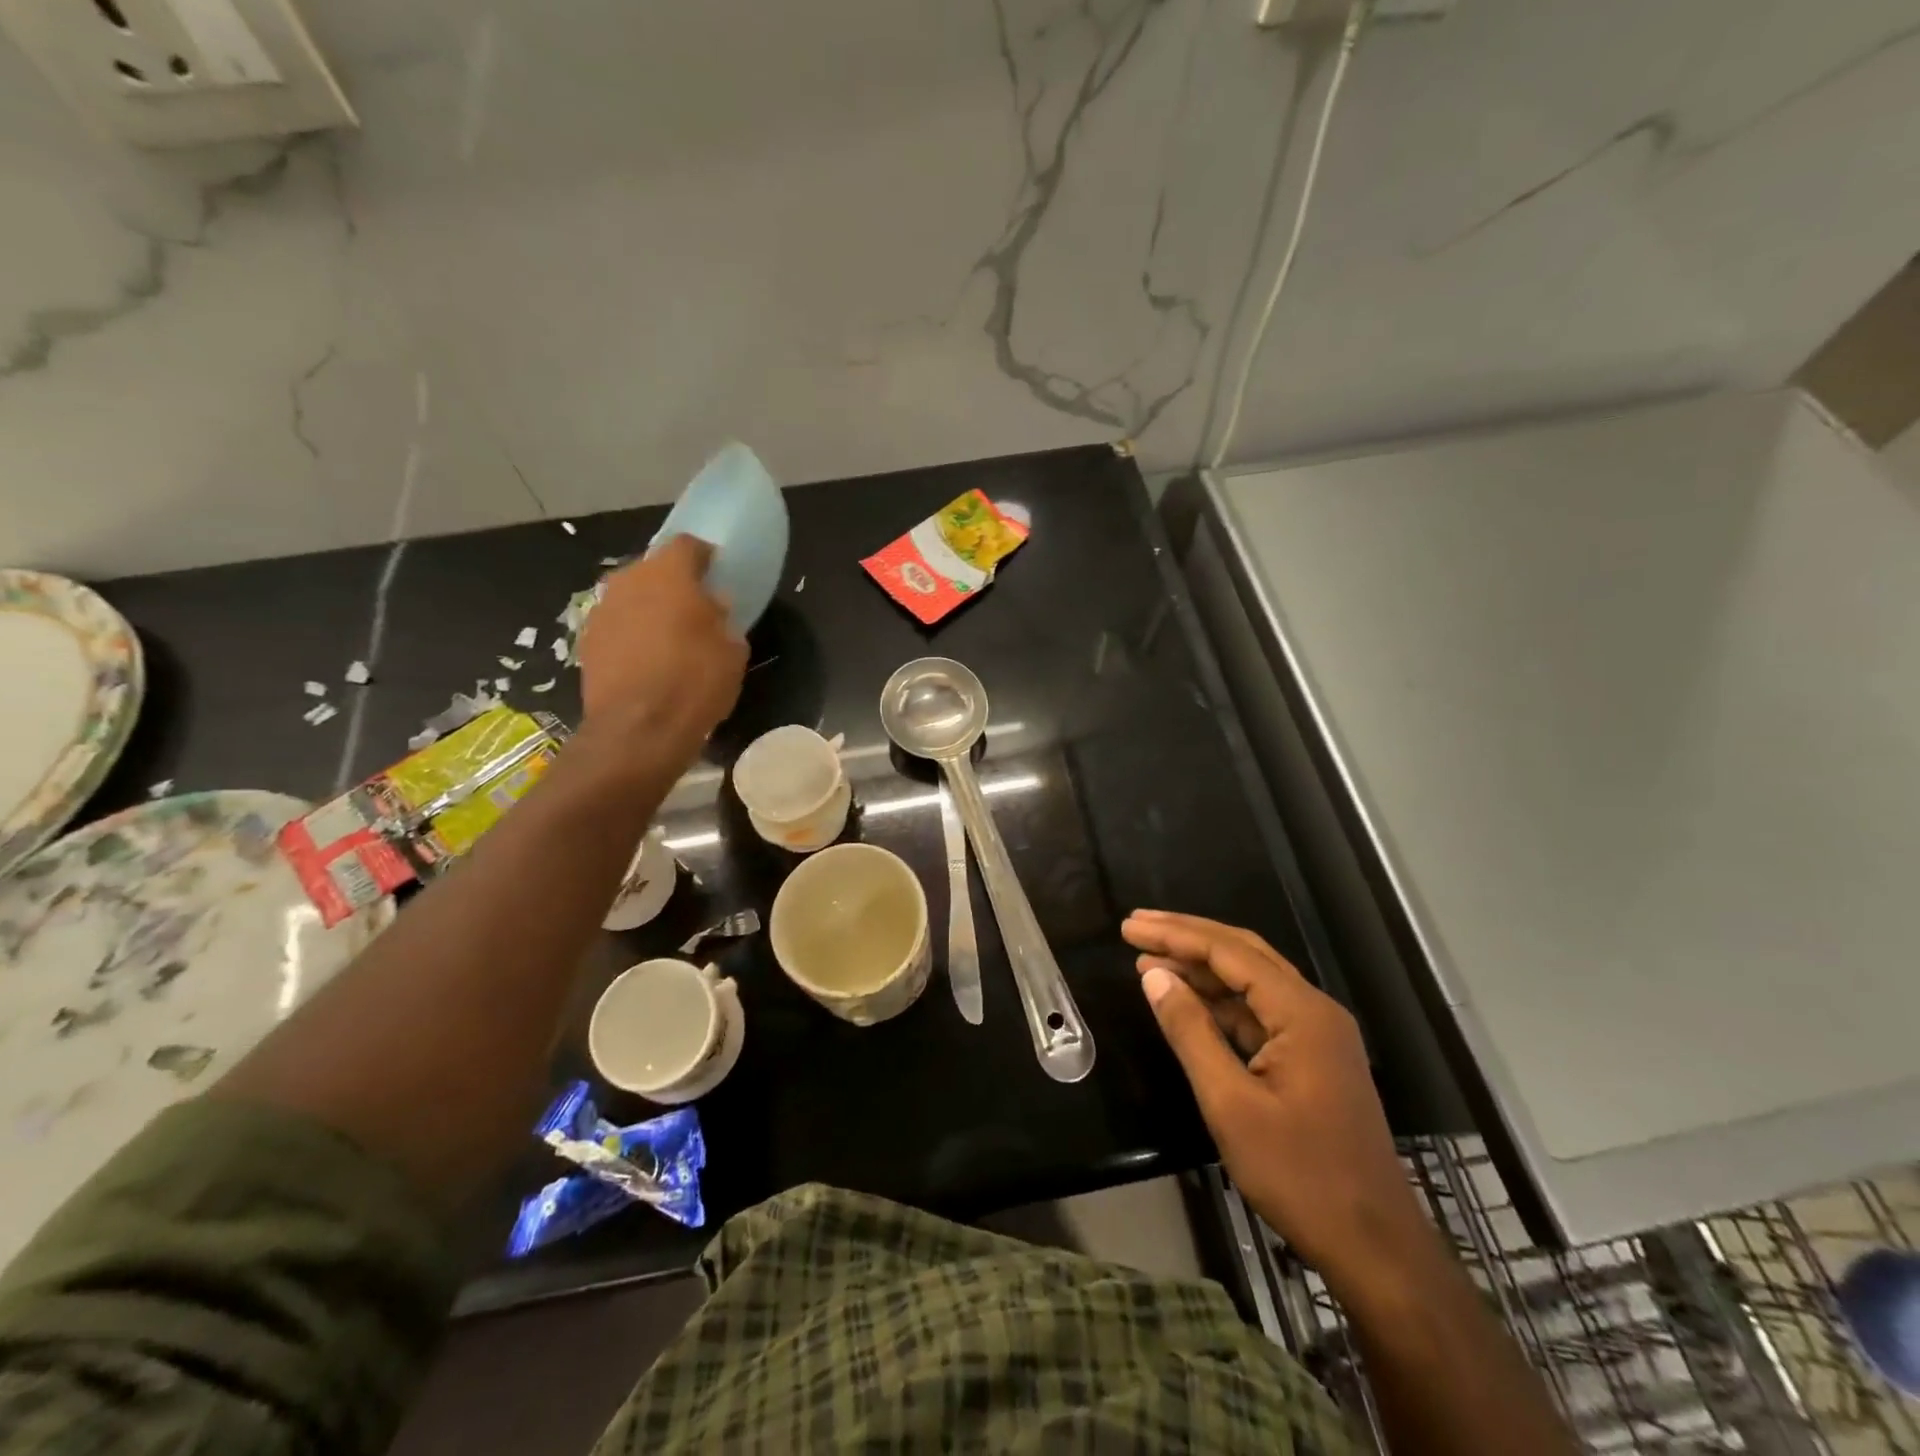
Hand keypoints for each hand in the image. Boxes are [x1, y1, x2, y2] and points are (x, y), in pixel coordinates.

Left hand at [577, 536, 746, 754]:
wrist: (638, 729)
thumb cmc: (695, 682)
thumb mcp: (732, 651)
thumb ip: (722, 620)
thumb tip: (712, 611)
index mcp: (670, 574)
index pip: (689, 545)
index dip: (705, 557)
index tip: (717, 574)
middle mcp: (630, 580)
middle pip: (655, 568)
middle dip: (674, 583)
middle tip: (694, 609)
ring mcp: (603, 609)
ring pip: (632, 596)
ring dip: (650, 608)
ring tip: (669, 637)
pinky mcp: (587, 640)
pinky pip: (617, 624)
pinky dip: (632, 633)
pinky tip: (646, 660)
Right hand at [1122, 910, 1430, 1290]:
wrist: (1374, 1248)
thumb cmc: (1300, 1176)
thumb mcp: (1230, 1104)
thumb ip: (1190, 1032)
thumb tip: (1153, 975)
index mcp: (1302, 1012)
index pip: (1229, 952)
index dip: (1176, 934)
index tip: (1129, 927)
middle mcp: (1314, 1009)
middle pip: (1243, 953)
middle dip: (1187, 936)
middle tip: (1135, 928)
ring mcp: (1316, 1034)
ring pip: (1251, 980)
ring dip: (1201, 967)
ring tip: (1148, 960)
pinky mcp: (1311, 1058)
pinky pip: (1258, 1011)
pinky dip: (1219, 1000)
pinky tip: (1187, 1000)